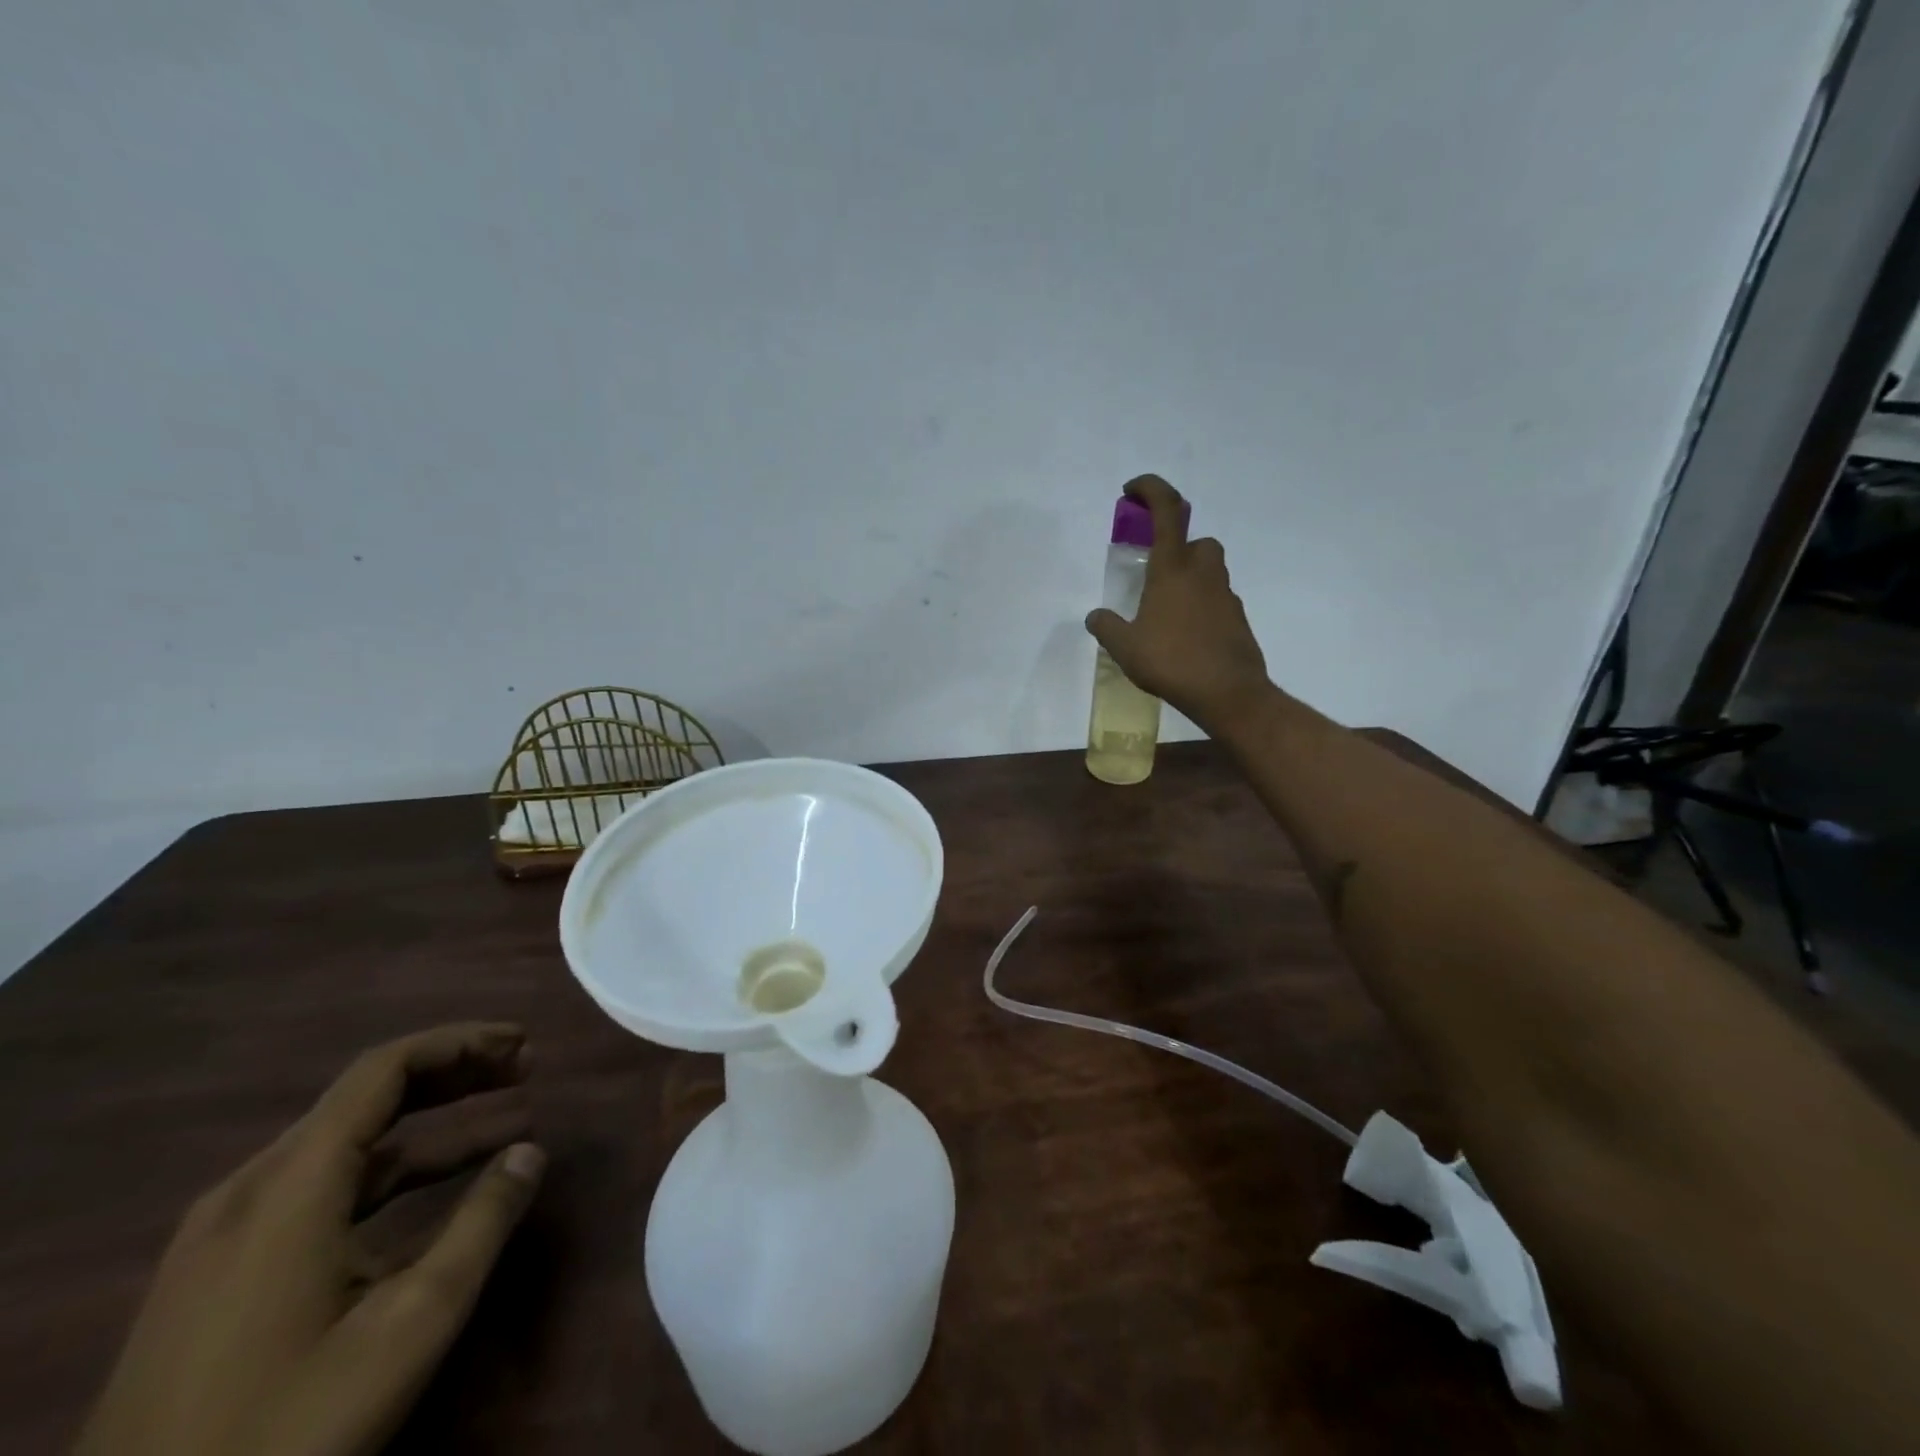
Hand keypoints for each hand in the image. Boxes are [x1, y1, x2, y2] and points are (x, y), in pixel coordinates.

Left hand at [75, 1024, 545, 1455]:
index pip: (385, 1069)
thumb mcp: (409, 1325)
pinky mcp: (216, 1276)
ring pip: (345, 1146)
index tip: (524, 1044)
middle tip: (525, 1071)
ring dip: (430, 1126)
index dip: (461, 1043)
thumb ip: (481, 1224)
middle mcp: (249, 1190)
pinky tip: (434, 1191)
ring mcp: (222, 1236)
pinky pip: (318, 1189)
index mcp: (289, 1184)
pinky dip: (390, 1171)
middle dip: (455, 1075)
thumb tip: (532, 1151)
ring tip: (505, 1124)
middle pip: (366, 1097)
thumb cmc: (286, 1426)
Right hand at [1085, 475, 1273, 734]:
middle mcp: (1202, 574)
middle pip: (1197, 541)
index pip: (1167, 510)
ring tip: (1166, 612)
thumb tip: (1095, 617)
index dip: (1150, 489)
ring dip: (1190, 579)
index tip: (1131, 491)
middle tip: (1155, 572)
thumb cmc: (1171, 662)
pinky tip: (1185, 637)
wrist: (1229, 693)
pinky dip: (1201, 608)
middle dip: (1178, 547)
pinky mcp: (1237, 620)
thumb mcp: (1125, 648)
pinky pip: (1217, 601)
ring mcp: (1225, 596)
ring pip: (1209, 572)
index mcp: (1172, 569)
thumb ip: (1107, 627)